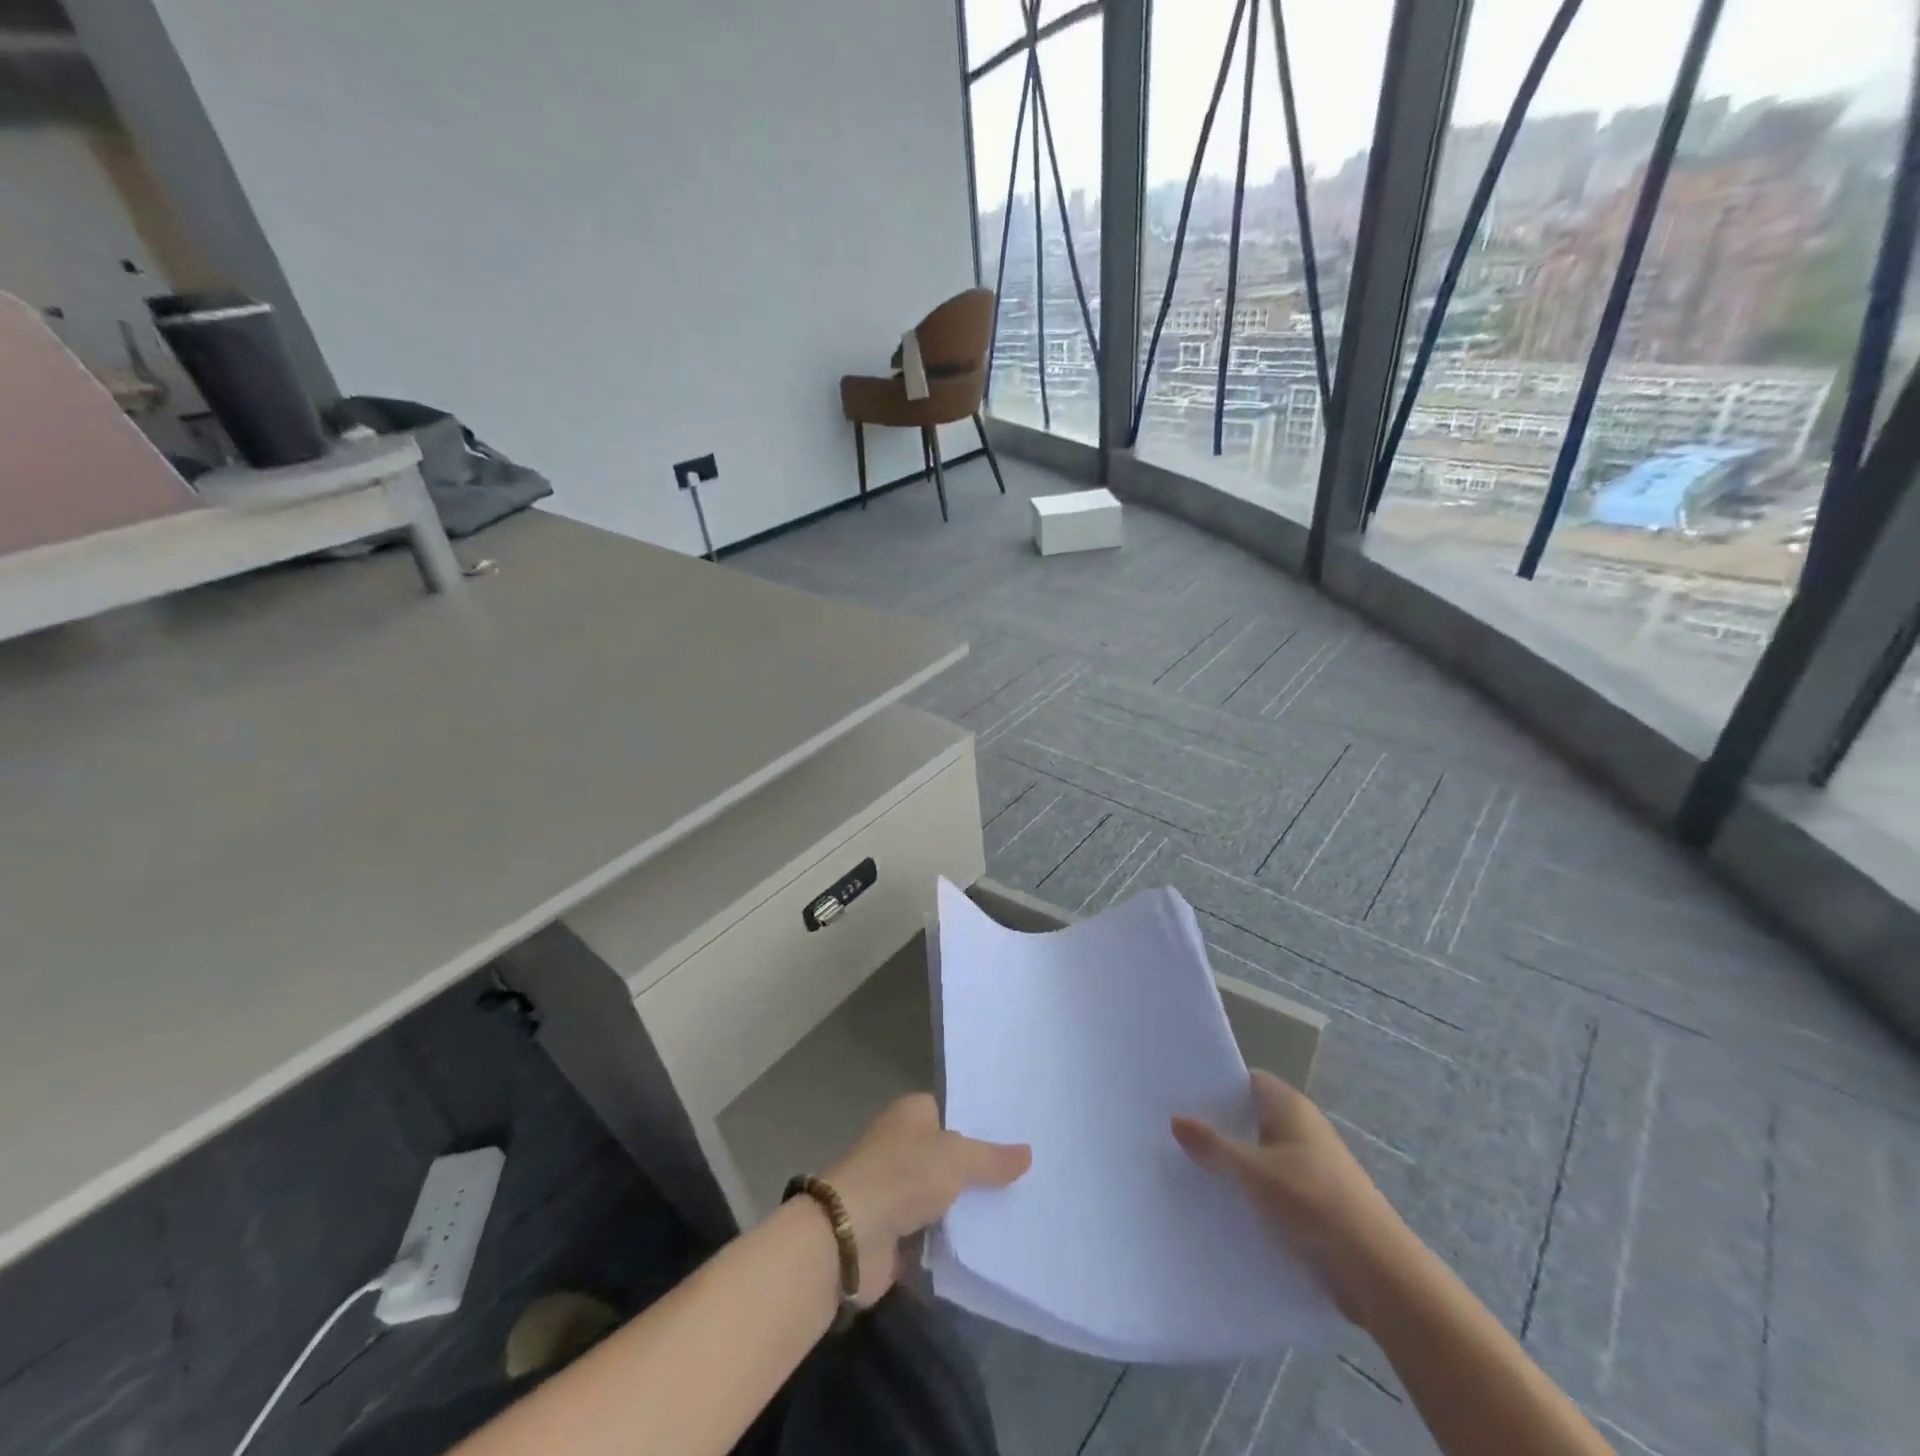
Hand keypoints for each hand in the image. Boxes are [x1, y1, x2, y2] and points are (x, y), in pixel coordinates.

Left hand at [825, 1093, 1030, 1305]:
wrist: (849, 1236)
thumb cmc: (902, 1177)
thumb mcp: (956, 1160)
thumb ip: (991, 1159)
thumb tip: (1028, 1153)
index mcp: (912, 1113)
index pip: (952, 1110)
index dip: (981, 1123)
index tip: (1017, 1135)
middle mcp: (903, 1145)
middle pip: (950, 1154)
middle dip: (981, 1169)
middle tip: (1027, 1177)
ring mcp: (898, 1189)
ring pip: (944, 1195)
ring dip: (968, 1208)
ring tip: (1019, 1211)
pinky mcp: (896, 1231)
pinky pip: (935, 1231)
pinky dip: (954, 1239)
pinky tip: (991, 1244)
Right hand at [1172, 1071, 1418, 1329]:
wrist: (1378, 1273)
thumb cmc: (1313, 1202)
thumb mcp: (1253, 1171)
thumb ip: (1213, 1145)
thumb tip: (1176, 1119)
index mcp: (1291, 1107)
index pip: (1247, 1081)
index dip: (1215, 1085)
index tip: (1179, 1094)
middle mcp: (1301, 1129)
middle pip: (1251, 1118)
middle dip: (1218, 1126)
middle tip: (1172, 1132)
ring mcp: (1309, 1167)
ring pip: (1259, 1156)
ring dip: (1232, 1164)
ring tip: (1185, 1169)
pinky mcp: (1314, 1204)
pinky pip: (1271, 1187)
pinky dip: (1249, 1192)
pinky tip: (1219, 1206)